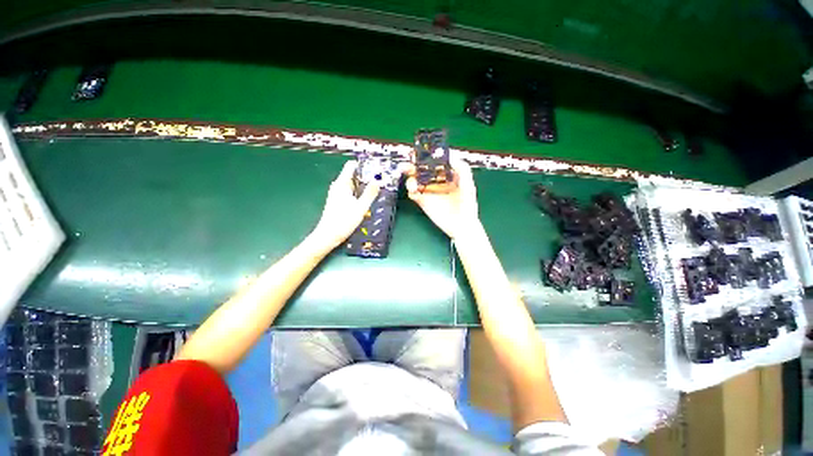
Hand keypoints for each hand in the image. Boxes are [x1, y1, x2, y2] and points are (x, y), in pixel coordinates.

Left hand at [312, 161, 379, 249]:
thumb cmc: (343, 221)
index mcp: (342, 183)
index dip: (364, 165)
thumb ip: (370, 193)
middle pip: (354, 175)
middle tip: (380, 181)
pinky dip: (359, 193)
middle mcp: (338, 186)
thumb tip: (377, 180)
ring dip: (364, 186)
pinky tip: (367, 200)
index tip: (376, 169)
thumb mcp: (360, 207)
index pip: (351, 166)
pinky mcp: (338, 201)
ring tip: (377, 191)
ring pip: (353, 185)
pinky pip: (351, 192)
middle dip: (367, 177)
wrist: (328, 235)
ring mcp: (337, 193)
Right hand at [406, 157, 480, 239]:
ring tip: (412, 180)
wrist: (462, 224)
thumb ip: (462, 168)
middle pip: (422, 169)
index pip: (434, 162)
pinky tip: (414, 190)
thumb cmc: (467, 204)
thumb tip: (450, 155)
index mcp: (447, 175)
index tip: (421, 152)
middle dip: (414, 165)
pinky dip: (411, 189)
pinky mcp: (423, 201)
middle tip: (409, 164)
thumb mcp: (468, 183)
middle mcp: (436, 181)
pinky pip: (413, 193)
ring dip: (410, 177)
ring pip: (415, 180)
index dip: (427, 156)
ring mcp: (429, 191)